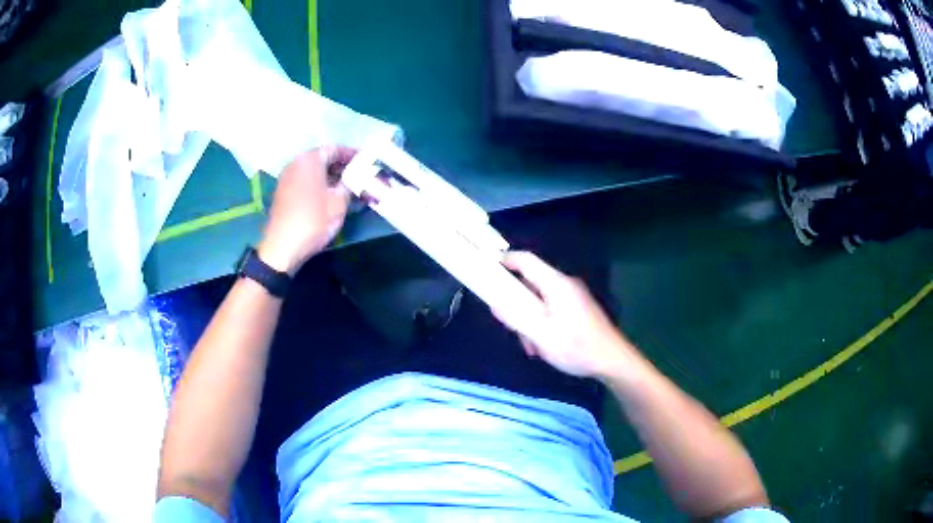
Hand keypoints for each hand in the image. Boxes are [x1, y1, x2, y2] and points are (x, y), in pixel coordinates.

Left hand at [258, 146, 353, 275]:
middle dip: (342, 167)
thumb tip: (356, 177)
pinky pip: (306, 182)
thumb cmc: (313, 220)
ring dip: (332, 177)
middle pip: (323, 159)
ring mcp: (287, 178)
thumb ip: (350, 184)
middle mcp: (296, 163)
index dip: (352, 155)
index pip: (335, 149)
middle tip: (361, 176)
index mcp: (309, 160)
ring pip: (315, 171)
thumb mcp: (339, 202)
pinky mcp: (284, 193)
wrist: (282, 248)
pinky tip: (332, 197)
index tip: (367, 163)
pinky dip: (320, 185)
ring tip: (350, 188)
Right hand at [495, 251, 634, 379]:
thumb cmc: (577, 347)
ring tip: (532, 347)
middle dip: (516, 304)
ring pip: (539, 301)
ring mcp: (573, 297)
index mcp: (556, 284)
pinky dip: (541, 325)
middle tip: (511, 327)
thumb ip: (516, 317)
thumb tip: (494, 302)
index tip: (484, 269)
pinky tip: (543, 347)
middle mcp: (565, 285)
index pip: (525, 260)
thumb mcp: (541, 335)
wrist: (613, 361)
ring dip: (529, 321)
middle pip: (530, 284)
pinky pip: (551, 310)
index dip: (503, 260)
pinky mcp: (577, 310)